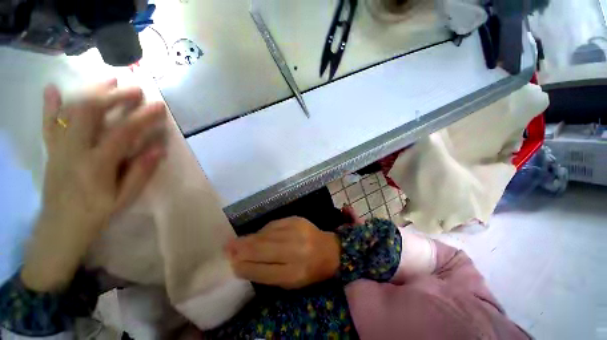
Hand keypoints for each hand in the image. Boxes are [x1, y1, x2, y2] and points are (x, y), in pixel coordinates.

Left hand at [22, 79, 167, 291]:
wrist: (60, 228)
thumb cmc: (96, 214)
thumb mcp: (124, 198)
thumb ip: (141, 172)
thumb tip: (159, 148)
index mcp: (96, 165)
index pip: (122, 133)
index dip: (142, 117)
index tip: (158, 106)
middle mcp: (73, 151)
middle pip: (90, 112)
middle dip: (114, 96)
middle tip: (135, 89)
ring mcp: (58, 148)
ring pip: (70, 111)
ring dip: (90, 92)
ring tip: (108, 80)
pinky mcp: (50, 150)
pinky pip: (47, 124)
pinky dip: (50, 105)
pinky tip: (52, 89)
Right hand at [226, 217, 339, 288]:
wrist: (329, 249)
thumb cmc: (311, 270)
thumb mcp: (291, 281)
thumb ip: (269, 273)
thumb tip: (245, 264)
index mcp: (295, 273)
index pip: (263, 271)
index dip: (245, 267)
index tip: (232, 264)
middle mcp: (295, 250)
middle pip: (262, 249)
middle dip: (242, 248)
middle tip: (227, 247)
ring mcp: (296, 231)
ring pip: (266, 234)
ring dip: (250, 238)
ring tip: (237, 240)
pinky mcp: (296, 219)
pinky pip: (274, 224)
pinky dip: (263, 230)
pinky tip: (257, 234)